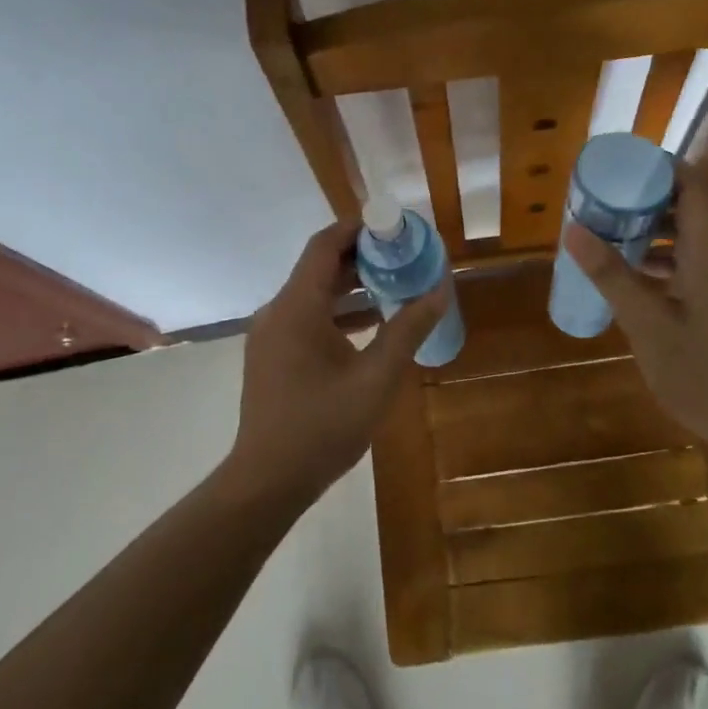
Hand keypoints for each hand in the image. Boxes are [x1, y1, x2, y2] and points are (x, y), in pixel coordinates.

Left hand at [229, 221, 451, 502]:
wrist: (267, 482)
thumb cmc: (322, 428)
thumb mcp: (376, 379)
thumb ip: (408, 330)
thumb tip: (440, 291)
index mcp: (297, 307)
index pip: (325, 245)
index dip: (360, 228)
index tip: (397, 226)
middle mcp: (277, 311)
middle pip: (320, 266)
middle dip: (364, 257)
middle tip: (406, 255)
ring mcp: (271, 334)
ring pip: (315, 293)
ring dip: (354, 286)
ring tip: (397, 284)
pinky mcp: (273, 355)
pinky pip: (308, 316)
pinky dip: (339, 312)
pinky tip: (373, 324)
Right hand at [562, 160, 707, 458]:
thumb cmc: (702, 374)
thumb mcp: (647, 325)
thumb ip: (611, 275)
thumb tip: (574, 231)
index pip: (696, 186)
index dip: (661, 168)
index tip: (621, 168)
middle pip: (695, 204)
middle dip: (651, 196)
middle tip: (607, 198)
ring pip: (696, 232)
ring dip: (657, 226)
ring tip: (612, 229)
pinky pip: (699, 258)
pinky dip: (668, 254)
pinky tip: (634, 272)